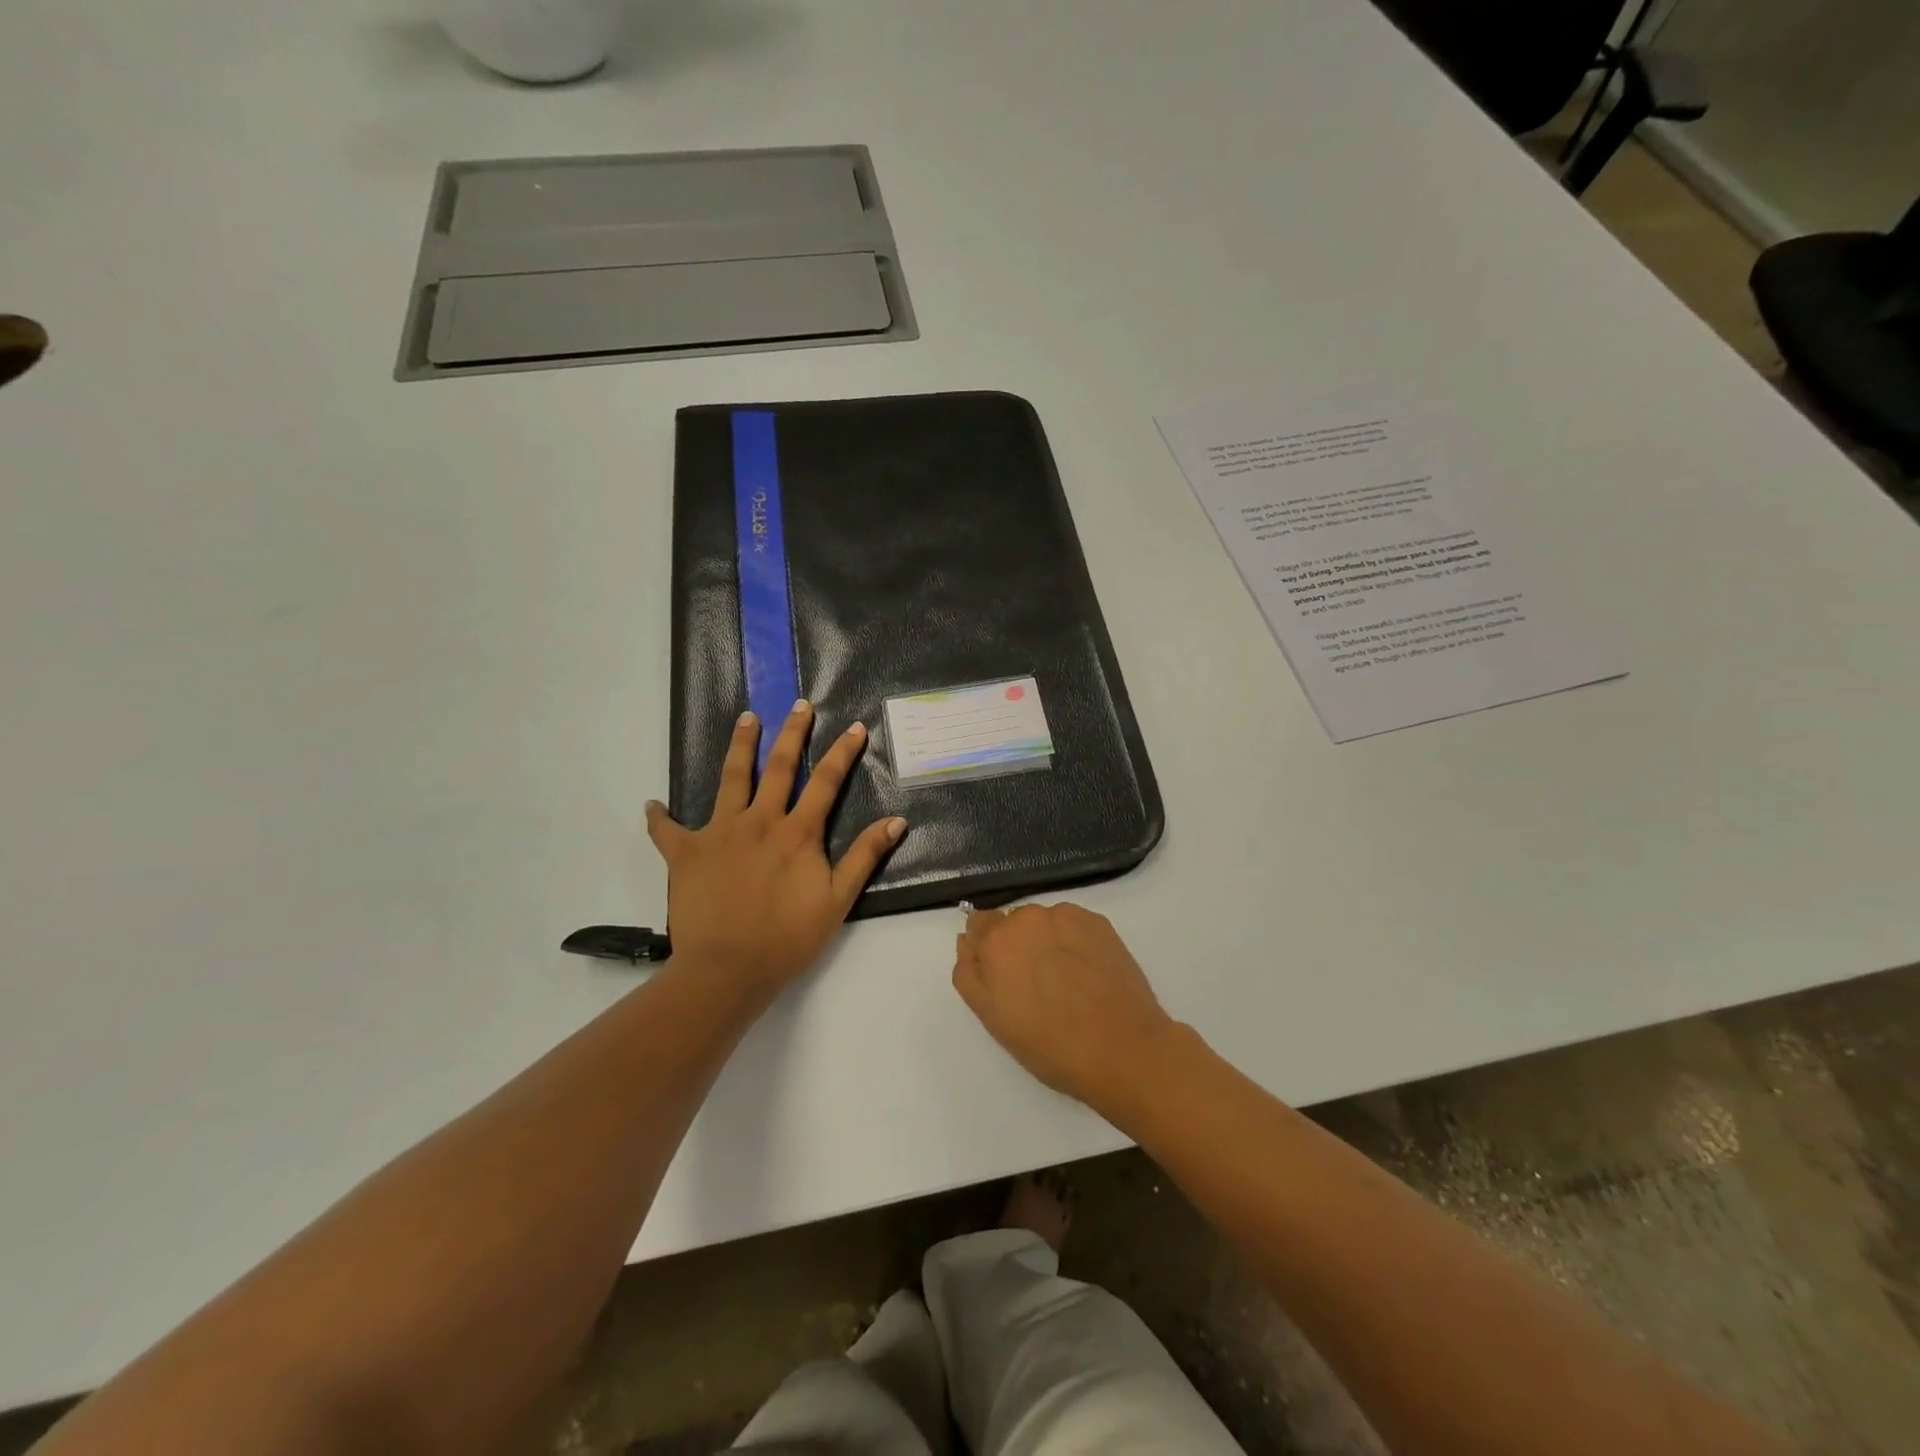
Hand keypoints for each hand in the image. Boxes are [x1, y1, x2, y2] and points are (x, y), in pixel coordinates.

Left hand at [647, 701, 904, 994]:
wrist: (728, 970)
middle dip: (791, 733)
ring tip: (746, 718)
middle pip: (779, 767)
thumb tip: (896, 821)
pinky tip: (653, 805)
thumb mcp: (837, 900)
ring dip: (740, 746)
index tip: (856, 727)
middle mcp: (759, 821)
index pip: (826, 782)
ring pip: (731, 779)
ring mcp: (719, 832)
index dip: (843, 752)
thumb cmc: (787, 938)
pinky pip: (668, 830)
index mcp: (797, 833)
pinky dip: (660, 817)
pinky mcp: (685, 853)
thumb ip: (865, 857)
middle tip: (799, 705)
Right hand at [952, 904, 1175, 1113]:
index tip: (1002, 975)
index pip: (978, 925)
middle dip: (1017, 946)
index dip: (987, 949)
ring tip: (1066, 982)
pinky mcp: (1099, 923)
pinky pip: (1073, 925)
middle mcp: (1028, 917)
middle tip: (1035, 986)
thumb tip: (967, 941)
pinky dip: (1074, 942)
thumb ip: (969, 974)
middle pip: (1012, 923)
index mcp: (996, 940)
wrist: (1123, 1049)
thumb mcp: (992, 1018)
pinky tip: (1087, 974)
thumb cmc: (1050, 1044)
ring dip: (1046, 941)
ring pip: (1044, 922)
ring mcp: (1067, 916)